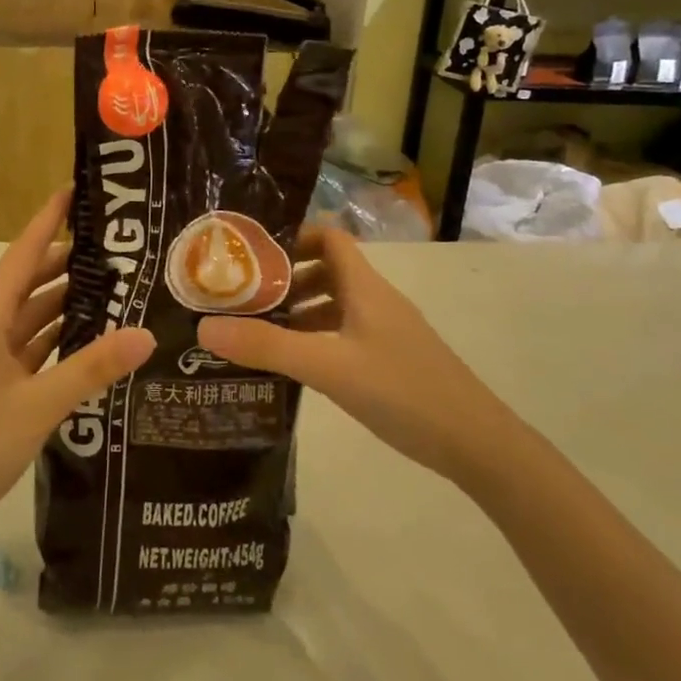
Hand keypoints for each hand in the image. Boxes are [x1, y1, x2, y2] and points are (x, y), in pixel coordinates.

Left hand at [0, 190, 154, 548]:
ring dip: (65, 301)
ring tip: (115, 286)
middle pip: (28, 281)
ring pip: (29, 316)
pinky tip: (88, 339)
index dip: (48, 220)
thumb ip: (91, 368)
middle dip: (68, 261)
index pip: (22, 254)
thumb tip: (147, 333)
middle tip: (119, 248)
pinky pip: (26, 346)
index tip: (76, 190)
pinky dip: (55, 338)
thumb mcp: (37, 406)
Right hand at [198, 226, 517, 487]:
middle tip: (243, 297)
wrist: (476, 443)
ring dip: (300, 310)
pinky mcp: (391, 358)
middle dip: (285, 278)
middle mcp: (376, 299)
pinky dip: (317, 337)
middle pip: (327, 269)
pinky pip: (345, 332)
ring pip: (336, 304)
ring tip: (259, 331)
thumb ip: (267, 347)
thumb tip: (204, 326)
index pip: (328, 237)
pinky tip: (295, 364)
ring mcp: (386, 330)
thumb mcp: (327, 367)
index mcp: (364, 286)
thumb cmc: (402, 391)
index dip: (292, 237)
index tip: (250, 256)